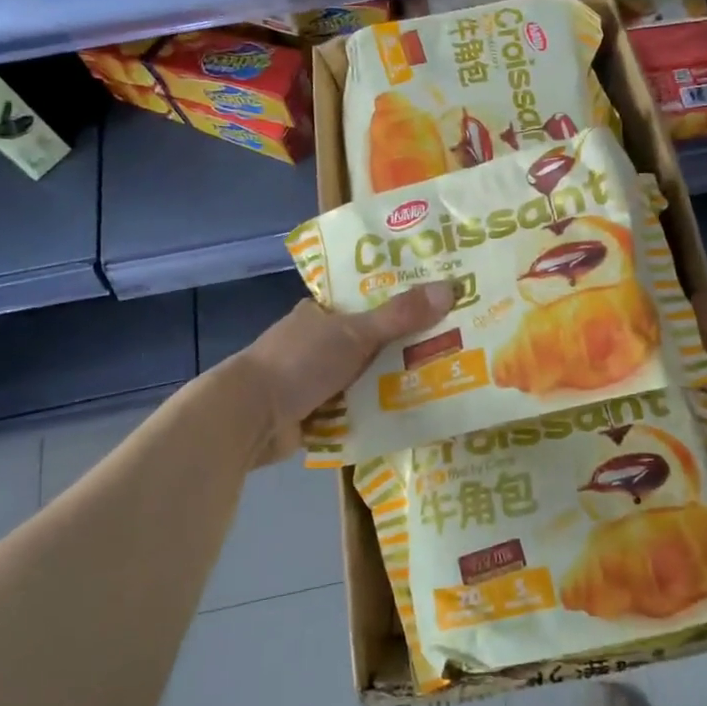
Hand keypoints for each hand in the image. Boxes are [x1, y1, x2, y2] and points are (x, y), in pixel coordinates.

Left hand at [237, 282, 455, 457]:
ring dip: (396, 381)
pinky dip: (379, 410)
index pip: (369, 300)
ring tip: (448, 378)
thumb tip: (451, 288)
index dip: (403, 301)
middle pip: (373, 341)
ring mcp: (317, 379)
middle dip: (407, 346)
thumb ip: (400, 315)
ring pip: (368, 376)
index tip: (440, 304)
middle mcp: (320, 343)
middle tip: (456, 344)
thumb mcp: (355, 333)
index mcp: (322, 313)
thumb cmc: (300, 361)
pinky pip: (359, 408)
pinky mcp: (318, 412)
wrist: (250, 417)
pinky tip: (415, 411)